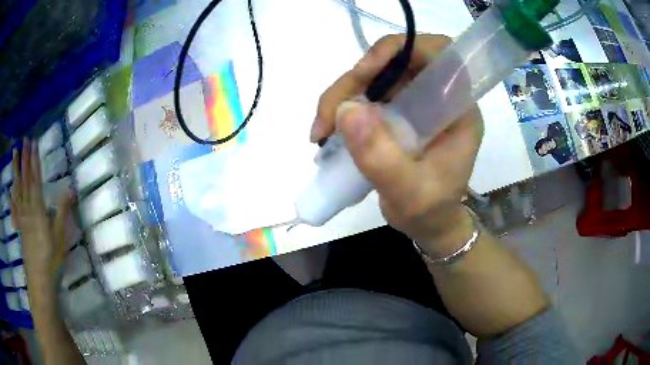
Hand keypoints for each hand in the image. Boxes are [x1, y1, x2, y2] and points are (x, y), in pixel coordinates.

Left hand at [11, 139, 74, 286]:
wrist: (39, 280)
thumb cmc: (52, 259)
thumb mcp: (61, 237)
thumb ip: (64, 212)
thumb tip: (71, 188)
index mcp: (38, 209)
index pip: (36, 179)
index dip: (34, 160)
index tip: (34, 143)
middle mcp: (28, 208)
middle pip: (25, 179)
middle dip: (25, 158)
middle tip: (24, 140)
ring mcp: (22, 217)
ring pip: (18, 189)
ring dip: (16, 170)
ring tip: (14, 153)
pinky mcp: (20, 226)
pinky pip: (15, 205)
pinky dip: (13, 193)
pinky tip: (11, 186)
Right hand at [311, 34, 483, 256]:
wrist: (428, 223)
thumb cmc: (430, 211)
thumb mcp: (408, 192)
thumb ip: (381, 157)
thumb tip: (346, 110)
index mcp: (458, 109)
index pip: (441, 54)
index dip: (404, 48)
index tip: (366, 71)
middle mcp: (438, 97)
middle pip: (397, 60)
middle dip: (358, 78)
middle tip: (329, 113)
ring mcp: (415, 101)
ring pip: (376, 75)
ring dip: (343, 94)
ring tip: (322, 129)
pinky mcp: (397, 110)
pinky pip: (366, 93)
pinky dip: (342, 106)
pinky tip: (328, 130)